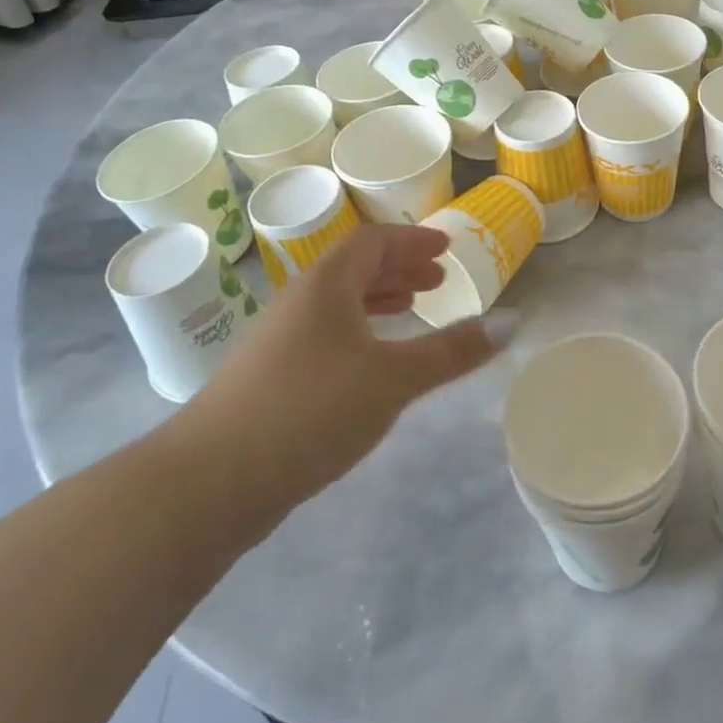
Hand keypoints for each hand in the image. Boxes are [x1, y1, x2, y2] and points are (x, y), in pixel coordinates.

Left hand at [168, 226, 509, 539]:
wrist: (209, 483)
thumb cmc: (310, 410)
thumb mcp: (394, 379)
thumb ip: (453, 350)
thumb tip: (513, 322)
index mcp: (326, 285)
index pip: (372, 242)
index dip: (412, 240)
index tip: (445, 247)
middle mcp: (299, 302)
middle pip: (354, 268)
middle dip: (399, 269)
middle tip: (437, 280)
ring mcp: (279, 340)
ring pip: (338, 303)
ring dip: (378, 299)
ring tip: (412, 310)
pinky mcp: (270, 378)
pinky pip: (325, 333)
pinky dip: (358, 331)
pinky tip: (371, 361)